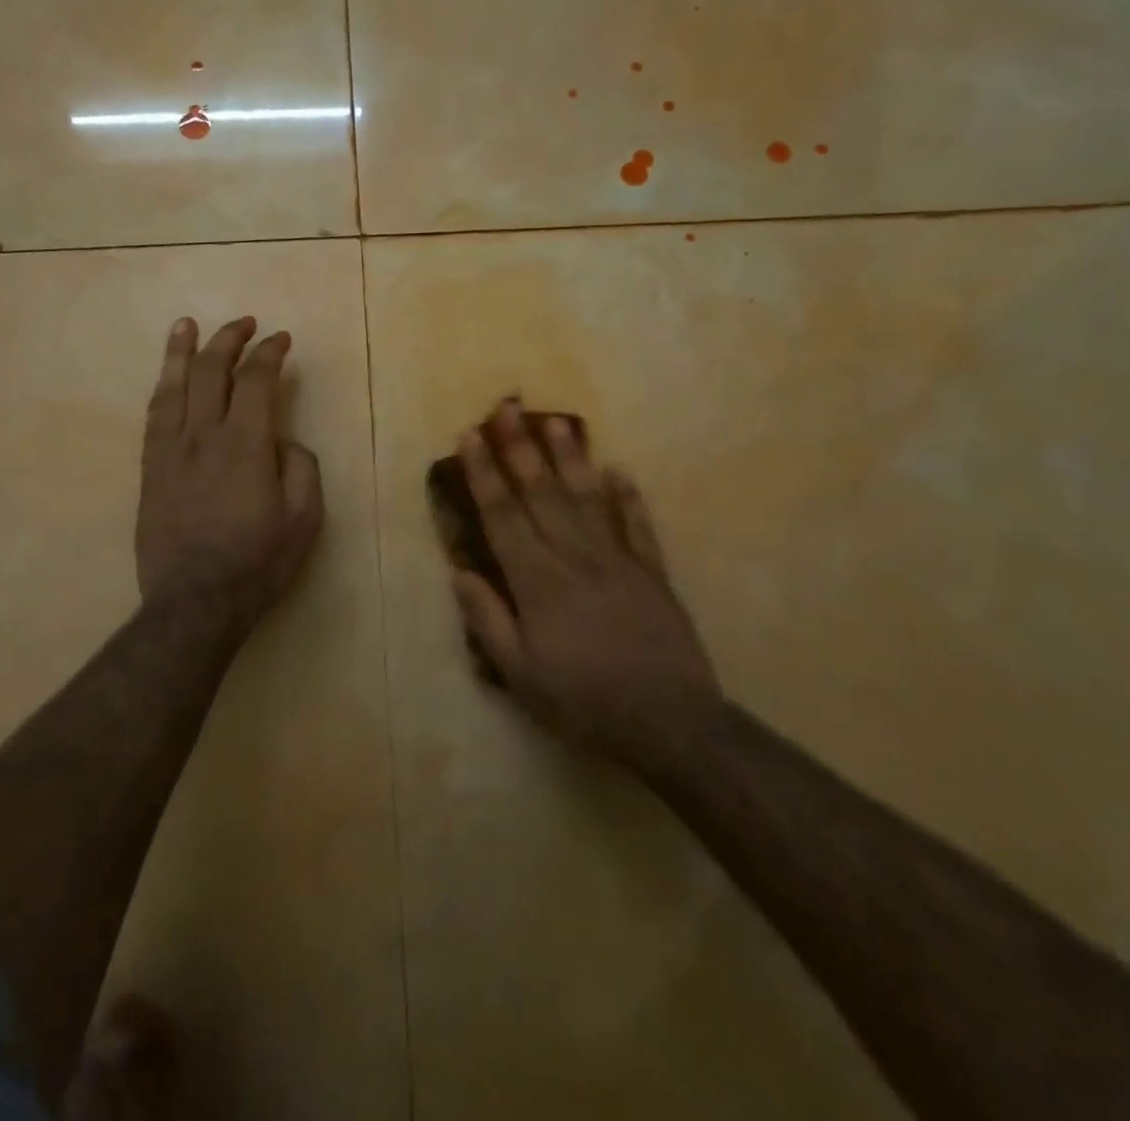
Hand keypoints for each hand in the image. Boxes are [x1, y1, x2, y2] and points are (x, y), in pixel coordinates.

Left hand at [136, 316, 323, 632]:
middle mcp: (203, 435)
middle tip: (245, 323)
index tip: (281, 340)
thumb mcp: (304, 518)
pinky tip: (166, 378)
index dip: (270, 353)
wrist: (194, 601)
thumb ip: (300, 467)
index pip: (257, 380)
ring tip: (186, 324)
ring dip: (182, 350)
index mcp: (245, 444)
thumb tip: (282, 441)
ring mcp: (170, 451)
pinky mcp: (150, 470)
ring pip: (174, 386)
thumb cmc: (257, 562)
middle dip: (229, 339)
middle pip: (212, 371)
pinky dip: (162, 388)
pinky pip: (153, 416)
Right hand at [454, 400, 723, 771]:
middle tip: (507, 406)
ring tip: (556, 420)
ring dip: (571, 457)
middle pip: (542, 493)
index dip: (484, 473)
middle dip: (520, 447)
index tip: (471, 436)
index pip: (503, 515)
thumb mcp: (520, 675)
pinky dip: (629, 497)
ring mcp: (618, 561)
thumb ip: (488, 619)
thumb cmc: (583, 702)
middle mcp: (575, 557)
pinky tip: (620, 470)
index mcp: (538, 581)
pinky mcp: (653, 574)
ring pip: (588, 498)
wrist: (668, 723)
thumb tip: (461, 571)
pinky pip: (638, 526)